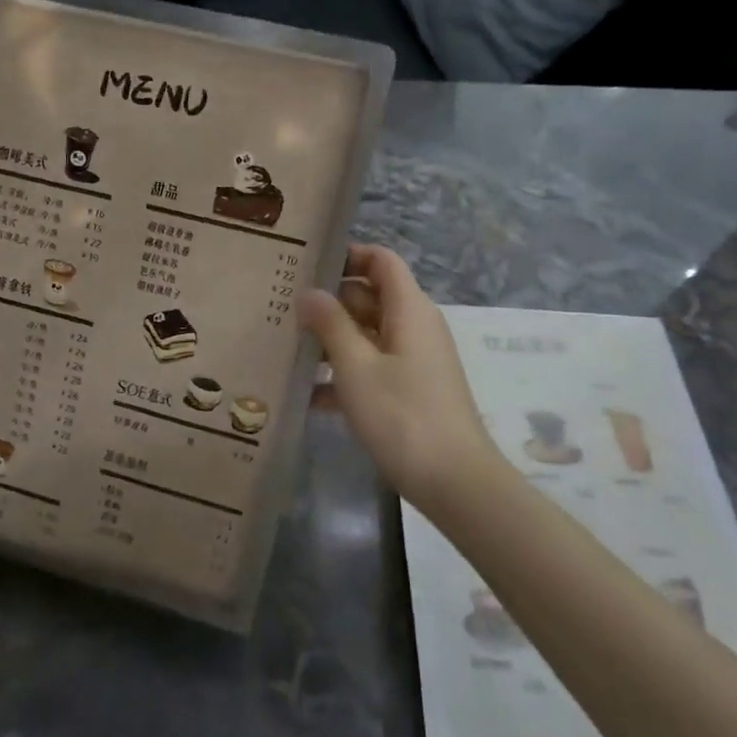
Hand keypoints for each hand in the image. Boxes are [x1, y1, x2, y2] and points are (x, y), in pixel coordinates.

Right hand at [300, 244, 499, 506]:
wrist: (454, 481)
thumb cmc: (402, 415)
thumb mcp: (356, 367)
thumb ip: (331, 325)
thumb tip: (310, 292)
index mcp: (409, 310)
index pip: (381, 261)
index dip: (348, 255)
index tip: (307, 265)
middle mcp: (414, 327)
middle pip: (370, 297)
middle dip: (329, 302)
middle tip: (282, 308)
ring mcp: (414, 360)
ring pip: (367, 335)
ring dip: (332, 340)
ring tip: (285, 346)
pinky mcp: (410, 390)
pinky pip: (372, 367)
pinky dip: (344, 374)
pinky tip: (306, 394)